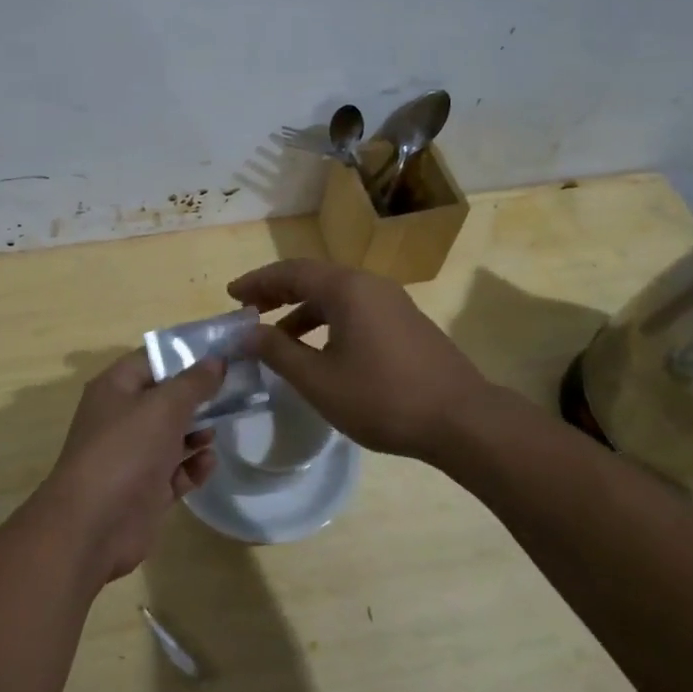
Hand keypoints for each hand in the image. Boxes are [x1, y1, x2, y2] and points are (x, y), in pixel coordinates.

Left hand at [33, 352, 225, 585]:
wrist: (93, 526)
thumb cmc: (126, 451)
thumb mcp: (164, 407)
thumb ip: (193, 382)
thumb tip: (216, 360)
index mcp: (116, 388)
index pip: (153, 360)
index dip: (186, 355)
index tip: (223, 354)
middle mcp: (122, 417)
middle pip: (166, 398)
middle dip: (198, 398)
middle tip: (234, 394)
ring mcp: (133, 455)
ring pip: (173, 435)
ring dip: (197, 433)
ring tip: (215, 434)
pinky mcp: (145, 489)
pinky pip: (176, 471)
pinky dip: (192, 466)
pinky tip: (207, 464)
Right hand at [228, 258, 498, 460]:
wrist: (461, 419)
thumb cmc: (382, 398)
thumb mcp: (318, 380)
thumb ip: (278, 352)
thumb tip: (246, 333)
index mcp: (346, 289)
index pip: (290, 272)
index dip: (257, 282)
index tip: (231, 296)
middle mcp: (369, 284)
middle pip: (313, 277)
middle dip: (277, 292)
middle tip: (248, 310)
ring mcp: (392, 302)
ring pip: (336, 295)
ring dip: (302, 309)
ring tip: (277, 336)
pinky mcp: (405, 322)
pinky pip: (355, 309)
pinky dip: (327, 320)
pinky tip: (319, 350)